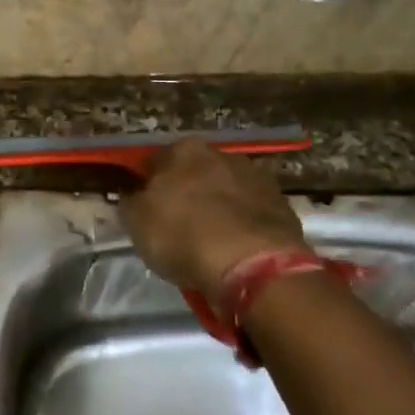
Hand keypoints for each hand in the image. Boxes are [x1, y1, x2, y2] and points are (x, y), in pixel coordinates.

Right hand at [119, 139, 310, 295]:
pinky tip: (235, 249)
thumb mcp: (136, 221)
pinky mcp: (283, 206)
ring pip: (227, 191)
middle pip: (196, 173)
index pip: (156, 161)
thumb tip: (133, 195)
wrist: (252, 264)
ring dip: (218, 208)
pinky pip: (252, 213)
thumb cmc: (183, 235)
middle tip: (177, 224)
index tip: (145, 208)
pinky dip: (243, 226)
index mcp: (184, 150)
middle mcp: (223, 154)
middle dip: (188, 193)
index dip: (148, 185)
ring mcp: (258, 178)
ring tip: (209, 240)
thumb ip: (131, 202)